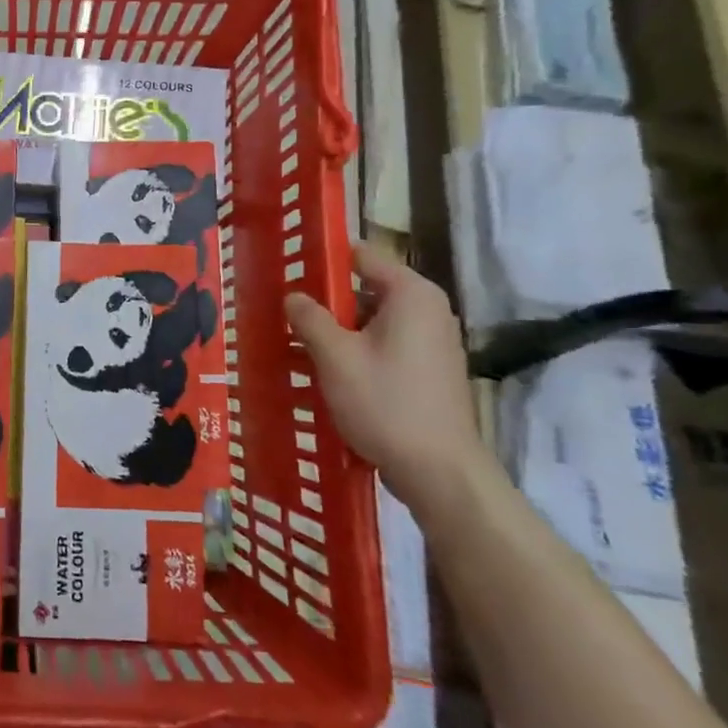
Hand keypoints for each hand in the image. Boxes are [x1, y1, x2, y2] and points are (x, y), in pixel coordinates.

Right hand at [284, 242, 487, 517]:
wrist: (439, 472)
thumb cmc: (385, 403)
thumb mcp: (334, 356)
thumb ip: (310, 318)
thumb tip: (294, 295)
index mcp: (411, 294)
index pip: (361, 255)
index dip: (324, 260)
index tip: (290, 273)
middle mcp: (428, 310)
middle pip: (366, 289)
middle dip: (327, 302)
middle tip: (288, 315)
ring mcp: (433, 342)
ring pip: (373, 321)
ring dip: (339, 331)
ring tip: (300, 345)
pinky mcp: (430, 370)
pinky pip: (385, 345)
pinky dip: (358, 351)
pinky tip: (329, 373)